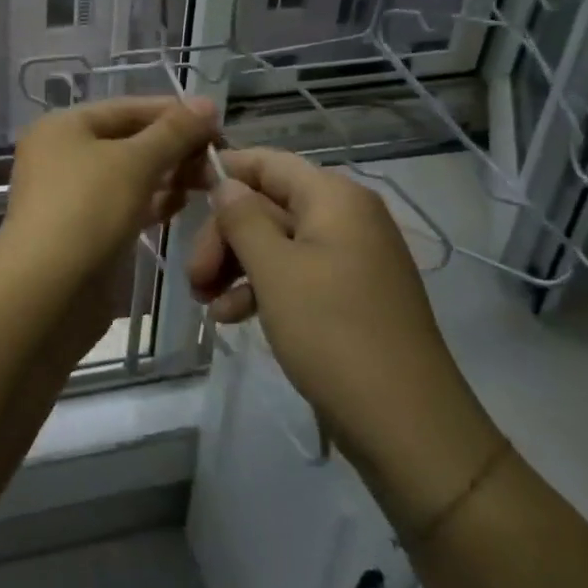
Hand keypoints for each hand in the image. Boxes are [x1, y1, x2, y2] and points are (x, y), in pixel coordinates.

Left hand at [0, 96, 218, 296]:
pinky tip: (182, 205)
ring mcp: (71, 195)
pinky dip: (152, 202)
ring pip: (128, 175)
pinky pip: (124, 205)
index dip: (173, 112)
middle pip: (128, 140)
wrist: (47, 290)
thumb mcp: (135, 162)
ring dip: (167, 175)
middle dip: (173, 147)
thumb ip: (173, 132)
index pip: (126, 108)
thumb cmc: (88, 209)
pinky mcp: (83, 230)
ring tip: (208, 182)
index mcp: (63, 127)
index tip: (218, 123)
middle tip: (218, 159)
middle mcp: (62, 155)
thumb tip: (207, 104)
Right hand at [188, 149, 502, 529]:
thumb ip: (243, 218)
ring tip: (205, 303)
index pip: (268, 162)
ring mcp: (350, 258)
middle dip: (224, 236)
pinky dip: (261, 289)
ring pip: (276, 243)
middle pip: (267, 205)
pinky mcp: (349, 295)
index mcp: (334, 198)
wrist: (406, 425)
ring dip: (235, 266)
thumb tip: (226, 184)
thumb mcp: (275, 270)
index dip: (223, 171)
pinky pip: (294, 274)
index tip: (180, 192)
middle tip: (193, 277)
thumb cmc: (333, 333)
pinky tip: (232, 317)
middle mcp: (346, 217)